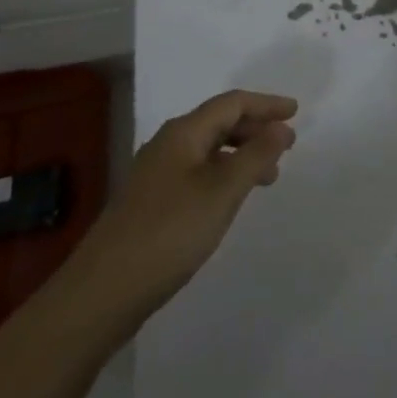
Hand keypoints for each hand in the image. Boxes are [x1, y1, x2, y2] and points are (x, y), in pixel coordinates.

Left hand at [47, 90, 297, 344]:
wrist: (100, 294)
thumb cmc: (168, 233)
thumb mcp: (222, 192)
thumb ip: (255, 156)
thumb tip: (280, 127)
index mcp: (183, 133)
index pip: (232, 103)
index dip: (266, 104)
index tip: (296, 113)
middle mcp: (167, 145)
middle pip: (219, 123)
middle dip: (255, 129)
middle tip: (287, 146)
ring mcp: (155, 176)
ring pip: (208, 150)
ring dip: (241, 155)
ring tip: (268, 177)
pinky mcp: (150, 204)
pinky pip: (197, 173)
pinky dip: (223, 176)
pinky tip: (230, 200)